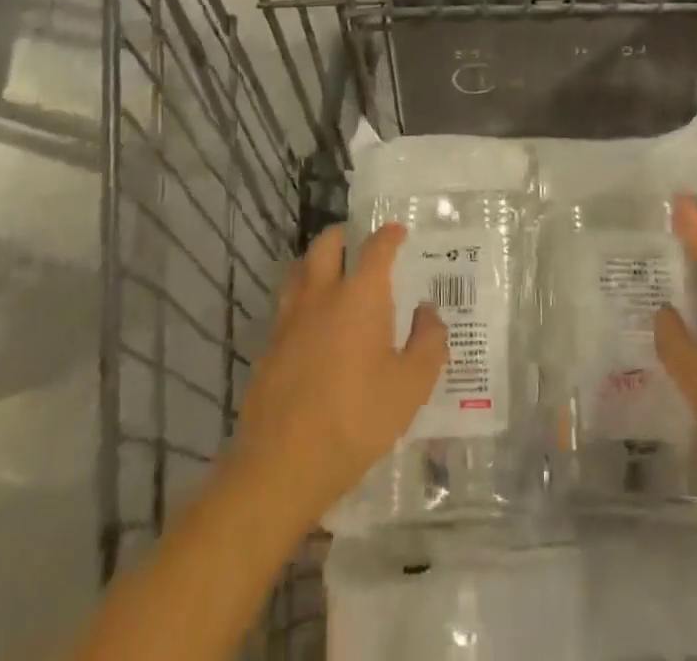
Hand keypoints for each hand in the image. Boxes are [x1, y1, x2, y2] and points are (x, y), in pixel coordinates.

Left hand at [224, 224, 447, 528]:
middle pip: (326, 245)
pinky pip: (286, 306)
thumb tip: (428, 312)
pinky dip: (301, 300)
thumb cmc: (356, 420)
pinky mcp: (269, 347)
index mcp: (360, 295)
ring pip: (298, 270)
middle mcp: (321, 295)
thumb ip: (428, 342)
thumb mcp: (411, 386)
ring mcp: (289, 319)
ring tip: (332, 276)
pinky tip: (313, 326)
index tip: (398, 231)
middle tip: (358, 244)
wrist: (282, 465)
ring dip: (316, 263)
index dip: (389, 235)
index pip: (376, 247)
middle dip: (344, 236)